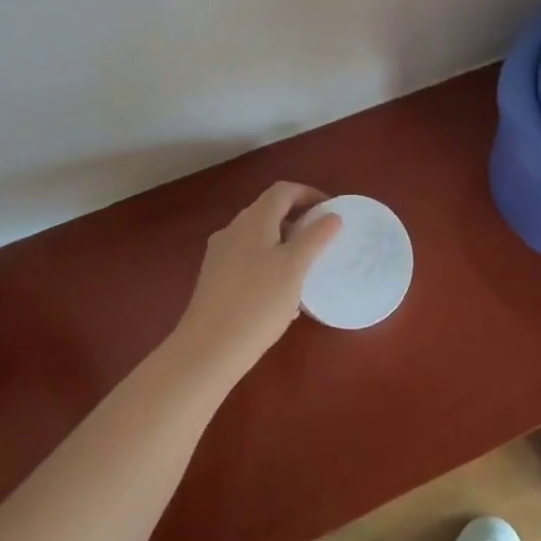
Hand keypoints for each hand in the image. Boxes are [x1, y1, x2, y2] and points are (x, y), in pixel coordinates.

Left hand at [173, 182, 341, 381]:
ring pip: (258, 236)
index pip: (283, 191)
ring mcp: (220, 254)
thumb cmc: (257, 302)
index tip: (330, 211)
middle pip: (269, 211)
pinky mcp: (214, 279)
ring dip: (284, 242)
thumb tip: (332, 216)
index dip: (309, 193)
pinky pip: (247, 258)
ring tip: (305, 267)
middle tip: (321, 238)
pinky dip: (268, 262)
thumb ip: (315, 237)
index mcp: (254, 220)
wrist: (207, 349)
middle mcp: (233, 229)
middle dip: (297, 218)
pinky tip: (280, 293)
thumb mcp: (294, 268)